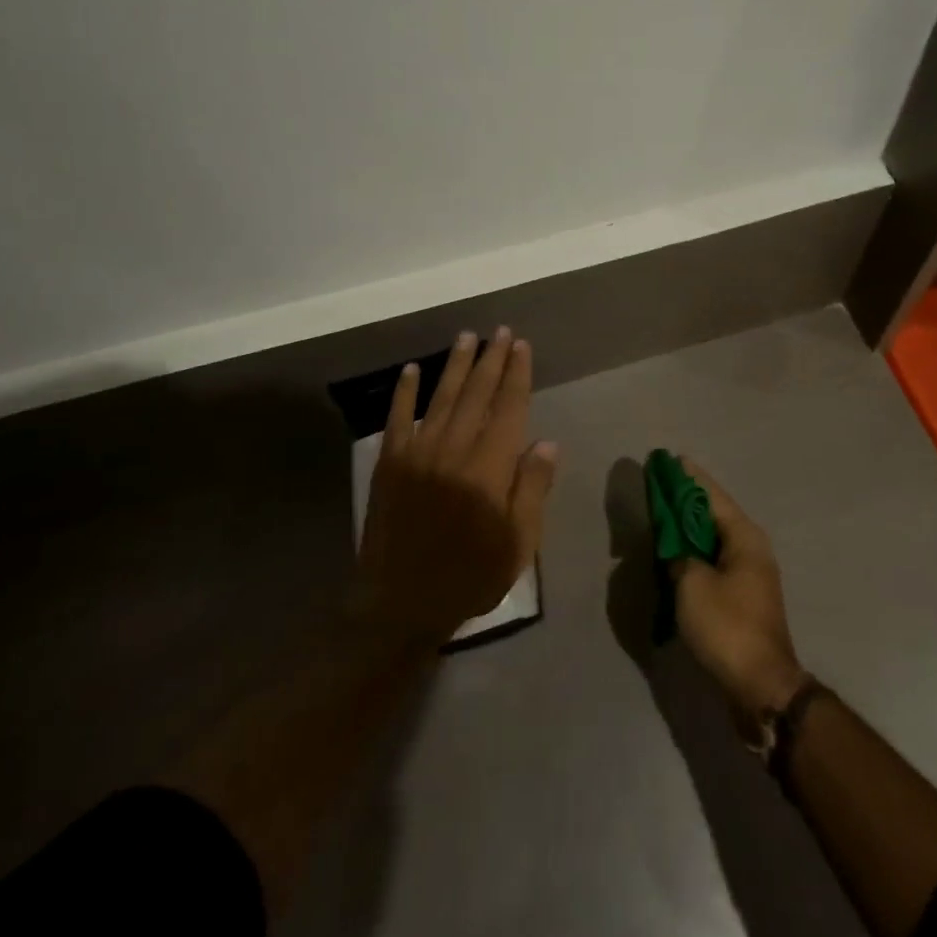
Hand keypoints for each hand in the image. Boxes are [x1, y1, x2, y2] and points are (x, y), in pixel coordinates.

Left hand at [356, 328, 558, 647]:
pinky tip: (413, 369)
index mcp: (489, 467)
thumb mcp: (517, 544)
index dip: (517, 374)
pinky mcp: (389, 463)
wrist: (399, 605)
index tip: (521, 346)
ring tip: (468, 337)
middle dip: (491, 359)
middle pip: (477, 393)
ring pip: (442, 396)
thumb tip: (547, 443)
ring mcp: (418, 452)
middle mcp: (454, 449)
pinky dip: (405, 391)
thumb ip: (532, 489)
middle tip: (500, 331)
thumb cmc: (468, 576)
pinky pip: (398, 417)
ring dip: (456, 365)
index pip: (508, 407)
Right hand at [671, 462, 807, 716]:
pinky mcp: (742, 598)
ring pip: (713, 540)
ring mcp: (749, 574)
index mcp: (745, 537)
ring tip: (662, 514)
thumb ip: (679, 557)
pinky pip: (713, 562)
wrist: (761, 687)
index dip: (689, 477)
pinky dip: (693, 553)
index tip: (671, 459)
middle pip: (714, 514)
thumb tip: (675, 551)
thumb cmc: (727, 627)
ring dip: (688, 528)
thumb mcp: (692, 584)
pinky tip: (674, 554)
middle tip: (659, 485)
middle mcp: (751, 549)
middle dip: (686, 500)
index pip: (712, 495)